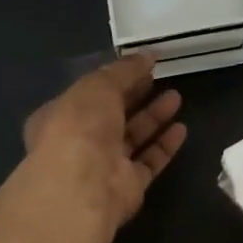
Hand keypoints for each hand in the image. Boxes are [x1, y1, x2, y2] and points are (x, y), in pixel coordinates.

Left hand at [23, 55, 186, 232]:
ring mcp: (104, 166)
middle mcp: (80, 141)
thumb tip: (147, 56)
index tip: (142, 65)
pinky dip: (164, 145)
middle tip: (160, 79)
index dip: (115, 78)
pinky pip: (149, 161)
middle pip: (113, 115)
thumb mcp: (98, 85)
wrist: (83, 186)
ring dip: (154, 117)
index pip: (89, 93)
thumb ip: (124, 70)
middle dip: (136, 96)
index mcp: (61, 115)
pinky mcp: (127, 186)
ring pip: (132, 137)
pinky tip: (181, 129)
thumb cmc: (81, 126)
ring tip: (177, 97)